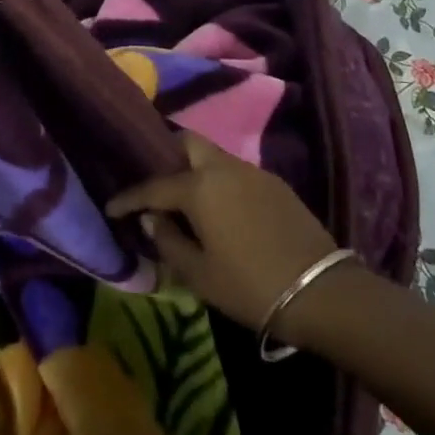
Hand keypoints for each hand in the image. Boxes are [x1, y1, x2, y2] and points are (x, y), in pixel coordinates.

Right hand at [106, 132, 337, 335]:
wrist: (322, 292)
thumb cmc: (250, 286)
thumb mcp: (199, 275)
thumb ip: (168, 242)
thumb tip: (152, 220)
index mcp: (199, 187)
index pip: (153, 186)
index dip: (128, 197)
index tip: (112, 207)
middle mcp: (223, 167)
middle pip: (186, 142)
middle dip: (164, 155)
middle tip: (153, 181)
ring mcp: (252, 172)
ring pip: (212, 154)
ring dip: (193, 168)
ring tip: (183, 196)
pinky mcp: (275, 183)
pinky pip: (234, 170)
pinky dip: (218, 179)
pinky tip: (218, 206)